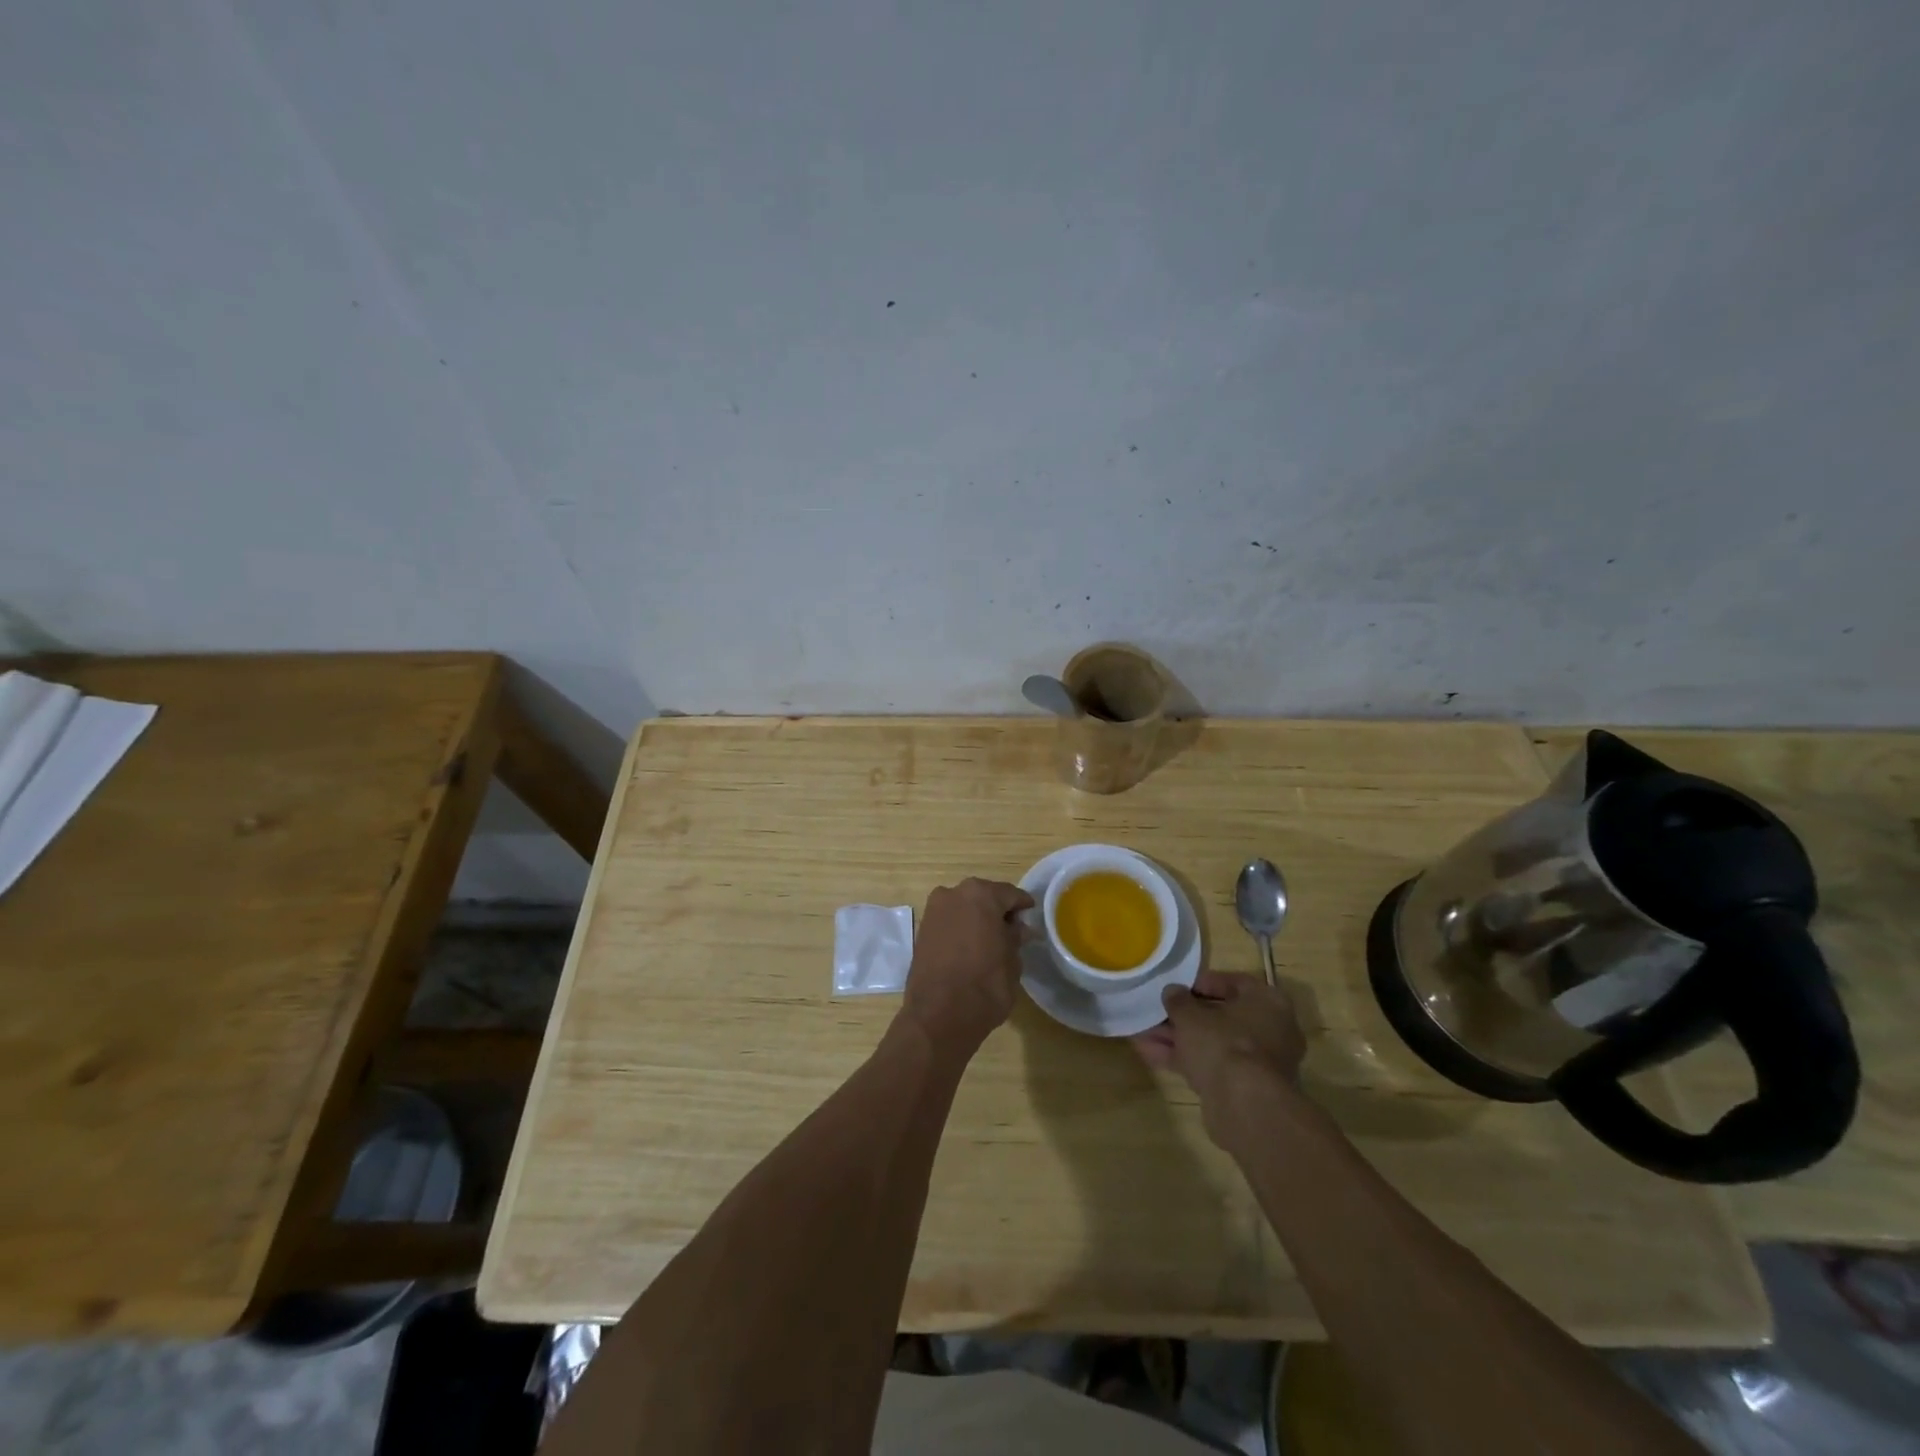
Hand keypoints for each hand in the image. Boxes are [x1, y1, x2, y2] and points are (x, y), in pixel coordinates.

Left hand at [900, 878, 1034, 1053]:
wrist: (939, 1016)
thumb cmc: (985, 985)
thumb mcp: (1012, 960)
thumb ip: (1015, 937)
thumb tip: (1019, 928)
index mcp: (981, 895)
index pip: (1009, 894)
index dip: (1023, 906)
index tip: (1031, 917)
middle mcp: (953, 893)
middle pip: (983, 897)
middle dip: (997, 911)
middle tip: (1012, 931)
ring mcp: (933, 911)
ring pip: (963, 908)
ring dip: (977, 919)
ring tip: (991, 942)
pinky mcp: (921, 930)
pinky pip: (949, 922)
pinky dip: (960, 930)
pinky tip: (971, 948)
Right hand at [1134, 971, 1307, 1146]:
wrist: (1244, 1105)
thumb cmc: (1223, 1043)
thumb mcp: (1191, 1015)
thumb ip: (1179, 1000)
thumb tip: (1172, 992)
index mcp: (1268, 1002)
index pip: (1234, 983)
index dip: (1202, 983)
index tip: (1177, 988)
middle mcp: (1272, 1030)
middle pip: (1222, 1017)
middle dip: (1185, 1017)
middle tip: (1157, 1013)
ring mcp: (1260, 1062)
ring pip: (1214, 1043)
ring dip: (1179, 1039)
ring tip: (1143, 1034)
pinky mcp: (1246, 1088)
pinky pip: (1213, 1065)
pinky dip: (1186, 1060)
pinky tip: (1151, 1055)